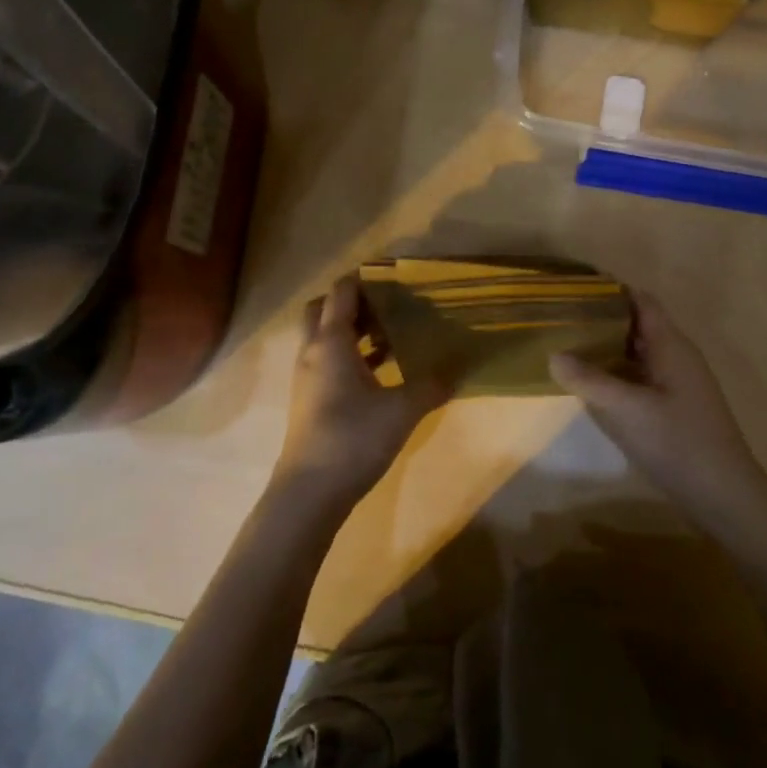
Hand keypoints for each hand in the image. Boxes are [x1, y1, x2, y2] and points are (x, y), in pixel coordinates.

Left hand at [271, 274, 451, 515]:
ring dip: (353, 330)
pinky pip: (329, 362)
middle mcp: (313, 352)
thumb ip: (431, 385)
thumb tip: (458, 368)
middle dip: (353, 302)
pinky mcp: (310, 400)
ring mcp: (308, 378)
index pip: (341, 292)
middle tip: (389, 304)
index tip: (394, 274)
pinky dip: (351, 356)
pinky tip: (382, 371)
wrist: (308, 494)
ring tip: (394, 334)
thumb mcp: (402, 410)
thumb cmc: (353, 439)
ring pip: (325, 338)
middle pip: (323, 309)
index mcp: (330, 342)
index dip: (365, 278)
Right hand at [549, 290, 766, 517]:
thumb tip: (553, 354)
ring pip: (638, 353)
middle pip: (637, 325)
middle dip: (602, 319)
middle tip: (561, 318)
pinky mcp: (674, 408)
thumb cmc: (678, 443)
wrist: (724, 496)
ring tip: (568, 346)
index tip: (575, 289)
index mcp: (671, 345)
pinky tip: (592, 384)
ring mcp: (678, 383)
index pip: (641, 301)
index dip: (611, 291)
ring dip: (607, 347)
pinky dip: (617, 373)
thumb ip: (589, 380)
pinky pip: (641, 377)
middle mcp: (676, 356)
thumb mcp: (627, 410)